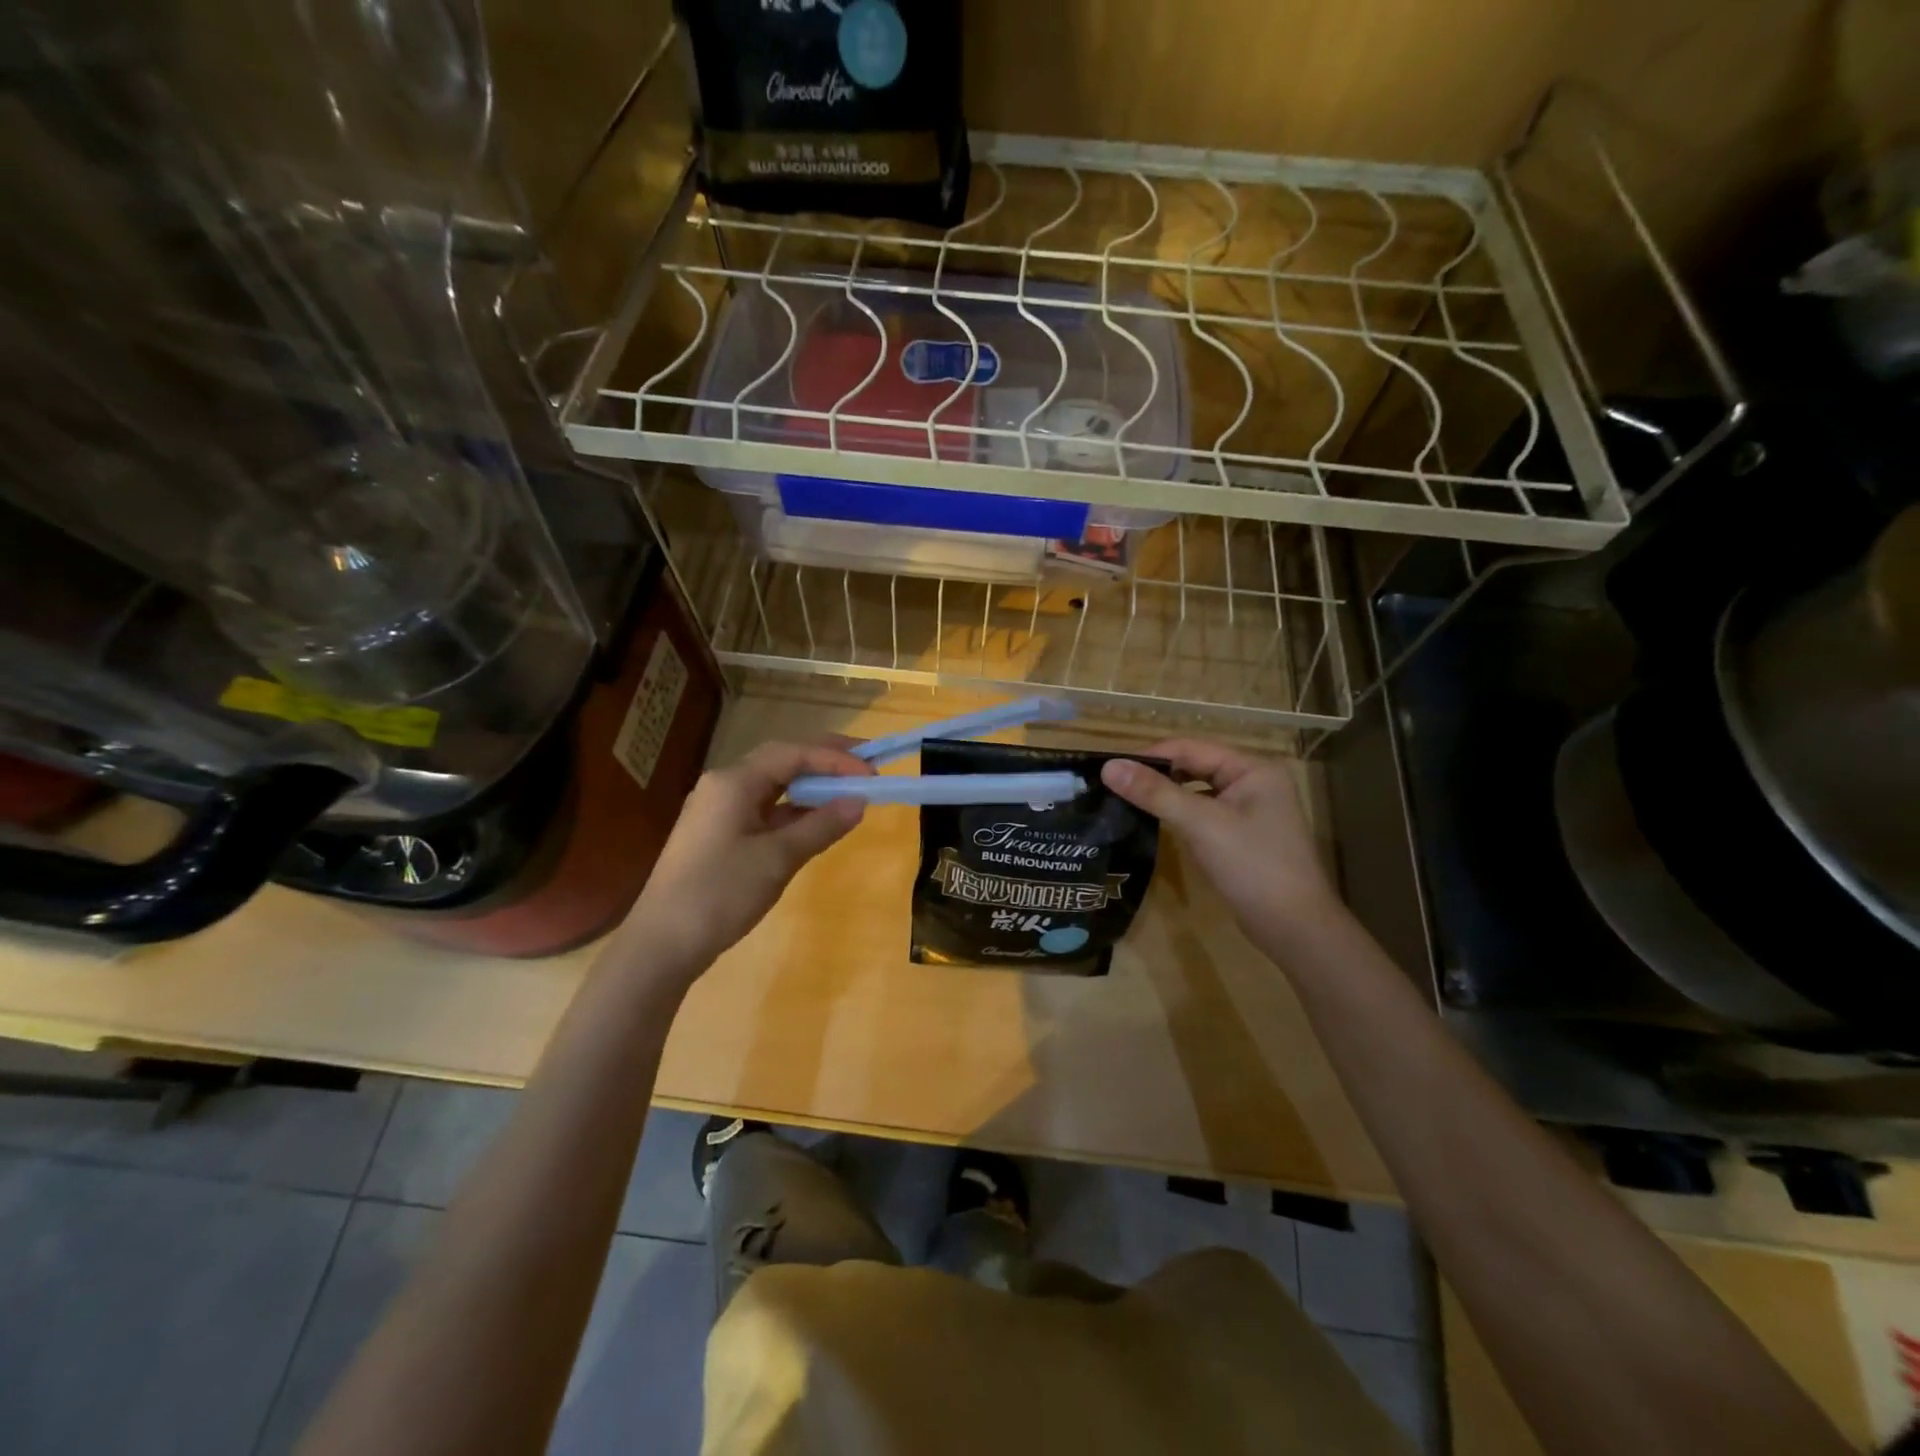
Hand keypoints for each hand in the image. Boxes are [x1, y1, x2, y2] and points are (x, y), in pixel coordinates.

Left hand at [624, 740, 872, 973]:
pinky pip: (764, 811)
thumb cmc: (721, 893)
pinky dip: (794, 812)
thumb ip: (821, 826)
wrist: (663, 943)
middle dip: (825, 762)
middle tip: (866, 766)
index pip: (794, 754)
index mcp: (734, 781)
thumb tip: (859, 802)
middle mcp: (724, 785)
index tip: (872, 773)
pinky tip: (817, 823)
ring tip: (848, 793)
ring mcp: (719, 811)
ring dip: (810, 788)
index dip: (836, 760)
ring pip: (773, 786)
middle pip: (782, 761)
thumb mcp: (778, 858)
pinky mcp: (720, 835)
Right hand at [1101, 739, 1339, 949]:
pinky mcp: (1242, 835)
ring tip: (1126, 799)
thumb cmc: (1253, 867)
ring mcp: (1250, 810)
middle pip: (1195, 766)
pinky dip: (1179, 814)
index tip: (1110, 768)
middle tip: (1113, 785)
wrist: (1295, 929)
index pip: (1191, 748)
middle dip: (1156, 774)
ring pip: (1198, 791)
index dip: (1150, 756)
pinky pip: (1203, 813)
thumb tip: (1108, 767)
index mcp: (1253, 768)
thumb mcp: (1201, 824)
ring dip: (1166, 794)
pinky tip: (1155, 822)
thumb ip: (1155, 793)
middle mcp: (1254, 781)